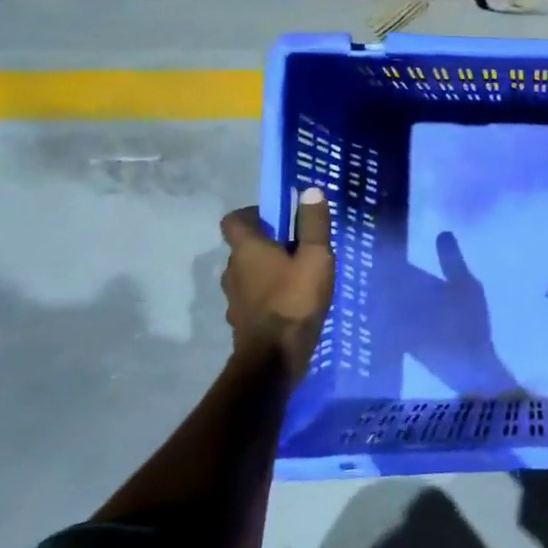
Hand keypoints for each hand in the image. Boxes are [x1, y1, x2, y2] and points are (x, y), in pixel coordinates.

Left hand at [220, 188, 335, 386]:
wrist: (274, 358)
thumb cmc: (296, 300)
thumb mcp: (316, 257)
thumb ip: (314, 224)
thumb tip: (310, 190)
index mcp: (246, 249)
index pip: (234, 219)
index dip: (254, 214)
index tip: (280, 218)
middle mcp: (231, 269)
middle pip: (244, 247)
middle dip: (268, 244)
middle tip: (299, 248)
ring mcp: (233, 297)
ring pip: (249, 273)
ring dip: (268, 271)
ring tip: (298, 277)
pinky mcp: (241, 320)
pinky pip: (253, 297)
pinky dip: (268, 294)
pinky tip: (291, 303)